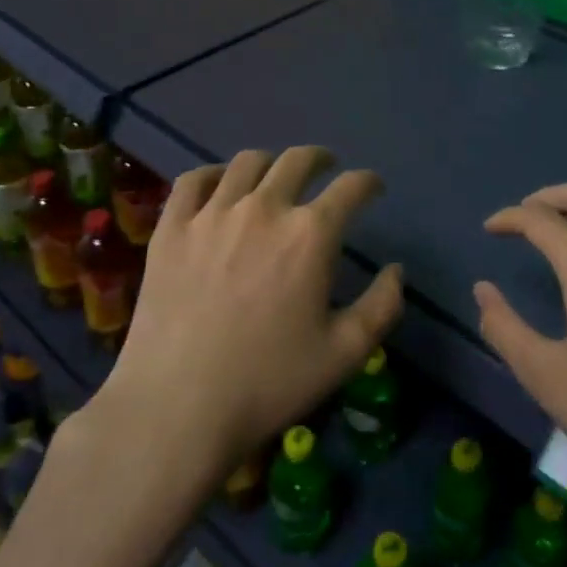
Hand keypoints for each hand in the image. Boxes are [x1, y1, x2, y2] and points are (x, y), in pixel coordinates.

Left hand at [104, 146, 403, 475]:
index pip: (351, 187)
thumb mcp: (345, 354)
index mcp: (310, 235)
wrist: (177, 408)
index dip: (368, 182)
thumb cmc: (268, 383)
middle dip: (320, 159)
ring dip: (271, 162)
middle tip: (327, 168)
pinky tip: (219, 185)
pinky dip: (213, 174)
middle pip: (298, 160)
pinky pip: (192, 181)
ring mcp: (212, 214)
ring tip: (275, 175)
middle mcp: (264, 209)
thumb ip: (382, 307)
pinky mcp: (171, 228)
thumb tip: (395, 270)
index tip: (373, 188)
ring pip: (246, 163)